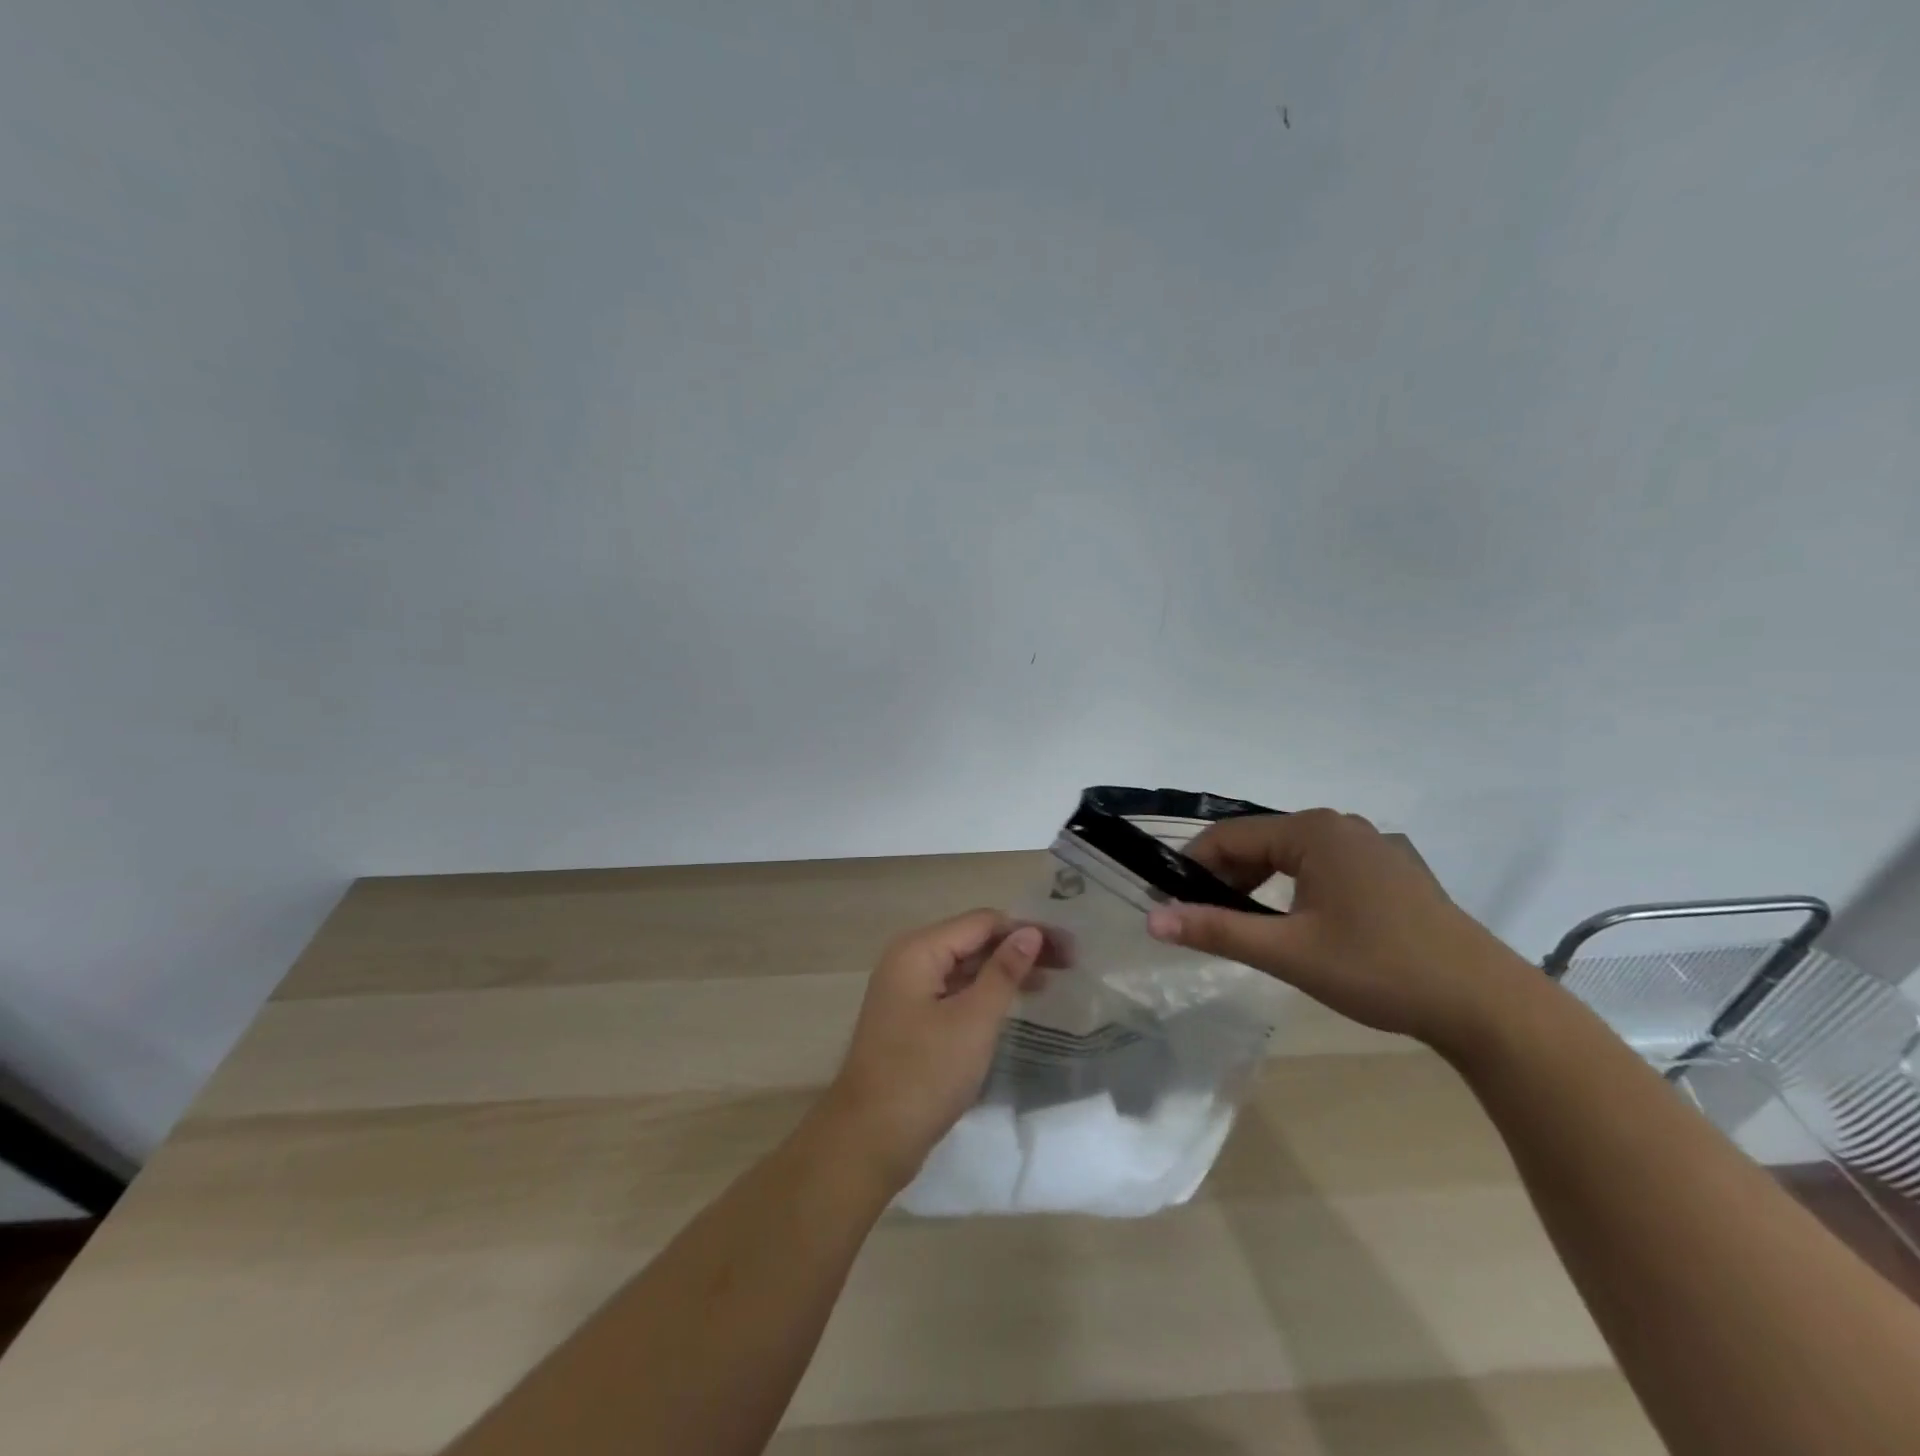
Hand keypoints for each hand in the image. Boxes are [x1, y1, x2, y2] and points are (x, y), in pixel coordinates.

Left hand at [820, 910, 1041, 1190]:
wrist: (869, 1139)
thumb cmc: (924, 1074)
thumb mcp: (973, 1020)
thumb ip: (1004, 972)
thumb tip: (1030, 932)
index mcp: (918, 950)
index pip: (982, 922)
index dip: (1026, 930)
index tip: (1069, 949)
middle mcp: (909, 960)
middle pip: (972, 940)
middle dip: (1018, 949)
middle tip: (1068, 965)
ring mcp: (907, 991)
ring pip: (964, 967)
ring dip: (1004, 971)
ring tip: (1050, 982)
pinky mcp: (911, 1020)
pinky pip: (954, 992)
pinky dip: (984, 994)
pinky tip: (1012, 1005)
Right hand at [1145, 809, 1535, 1054]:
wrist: (1486, 1004)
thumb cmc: (1379, 970)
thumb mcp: (1288, 952)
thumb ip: (1216, 931)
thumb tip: (1152, 920)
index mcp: (1313, 831)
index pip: (1230, 836)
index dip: (1192, 866)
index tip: (1170, 902)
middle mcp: (1340, 826)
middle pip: (1260, 842)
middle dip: (1225, 878)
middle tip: (1203, 920)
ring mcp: (1370, 846)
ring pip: (1290, 855)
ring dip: (1257, 885)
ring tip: (1241, 925)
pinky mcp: (1389, 870)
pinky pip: (1321, 867)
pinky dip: (1292, 889)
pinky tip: (1293, 922)